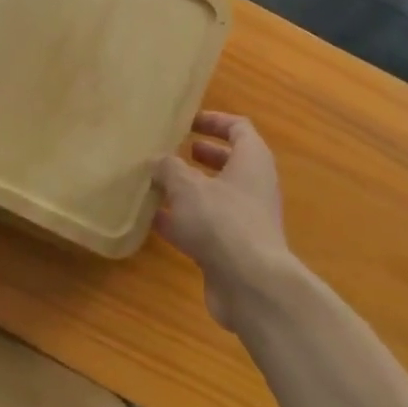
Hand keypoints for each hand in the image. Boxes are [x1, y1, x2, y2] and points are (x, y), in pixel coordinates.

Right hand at [153, 112, 298, 331]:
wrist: (251, 285)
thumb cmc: (223, 221)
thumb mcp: (188, 187)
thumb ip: (169, 169)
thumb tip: (158, 161)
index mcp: (252, 160)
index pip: (238, 128)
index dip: (214, 121)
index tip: (188, 122)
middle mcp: (253, 185)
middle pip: (228, 162)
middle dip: (200, 156)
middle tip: (171, 151)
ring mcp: (245, 219)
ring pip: (214, 196)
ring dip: (187, 190)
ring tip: (155, 183)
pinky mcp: (234, 248)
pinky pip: (206, 226)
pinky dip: (183, 220)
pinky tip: (154, 220)